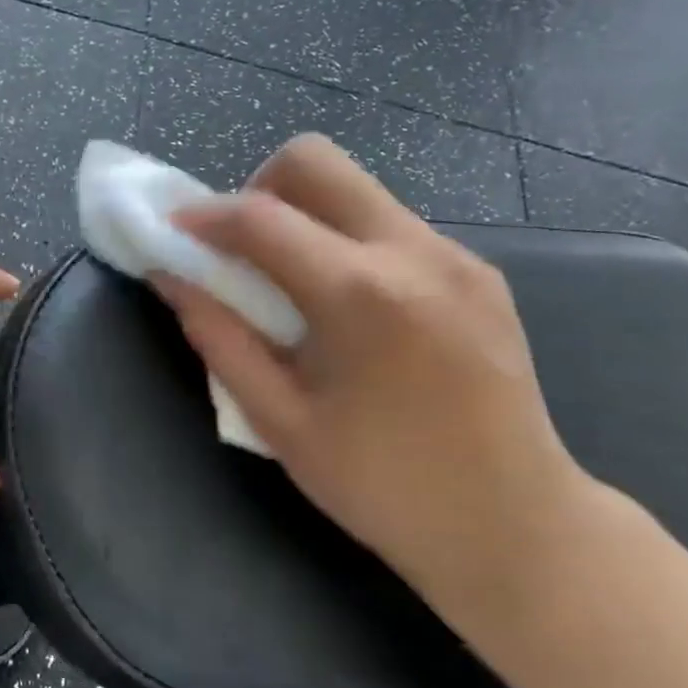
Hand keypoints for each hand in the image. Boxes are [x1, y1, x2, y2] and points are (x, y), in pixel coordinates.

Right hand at [156, 135, 593, 601]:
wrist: (517, 525)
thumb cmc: (384, 486)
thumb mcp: (280, 421)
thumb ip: (219, 338)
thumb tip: (170, 278)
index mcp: (361, 295)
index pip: (260, 217)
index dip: (202, 217)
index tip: (170, 232)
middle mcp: (415, 251)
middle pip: (315, 161)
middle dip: (257, 189)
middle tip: (237, 251)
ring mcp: (456, 255)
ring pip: (355, 188)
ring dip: (302, 216)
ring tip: (288, 285)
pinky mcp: (478, 271)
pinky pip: (389, 224)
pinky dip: (344, 241)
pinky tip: (344, 308)